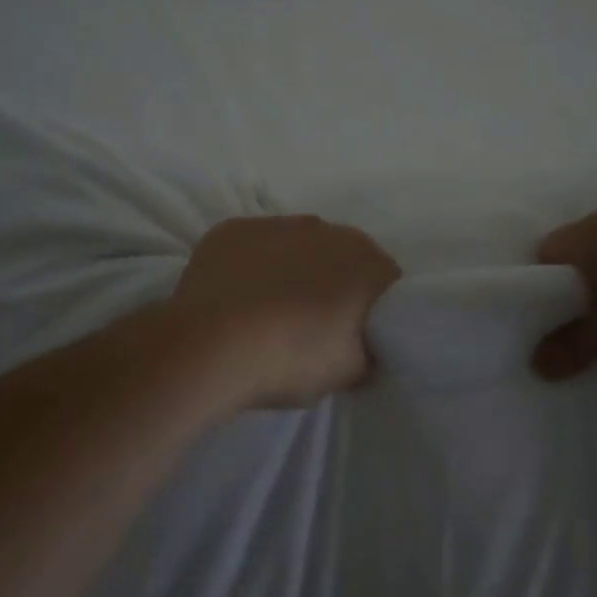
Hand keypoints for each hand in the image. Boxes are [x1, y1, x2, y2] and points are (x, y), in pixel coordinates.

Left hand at [168, 215, 402, 408]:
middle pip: (340, 254)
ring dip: (292, 267)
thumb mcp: (349, 372)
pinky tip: (238, 295)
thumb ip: (368, 351)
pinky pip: (253, 245)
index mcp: (364, 261)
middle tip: (316, 321)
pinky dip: (251, 264)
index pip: (384, 279)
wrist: (212, 346)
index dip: (374, 306)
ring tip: (271, 308)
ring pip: (295, 244)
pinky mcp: (232, 229)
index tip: (359, 332)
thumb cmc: (292, 358)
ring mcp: (275, 224)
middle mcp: (325, 230)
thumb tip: (366, 346)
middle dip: (334, 280)